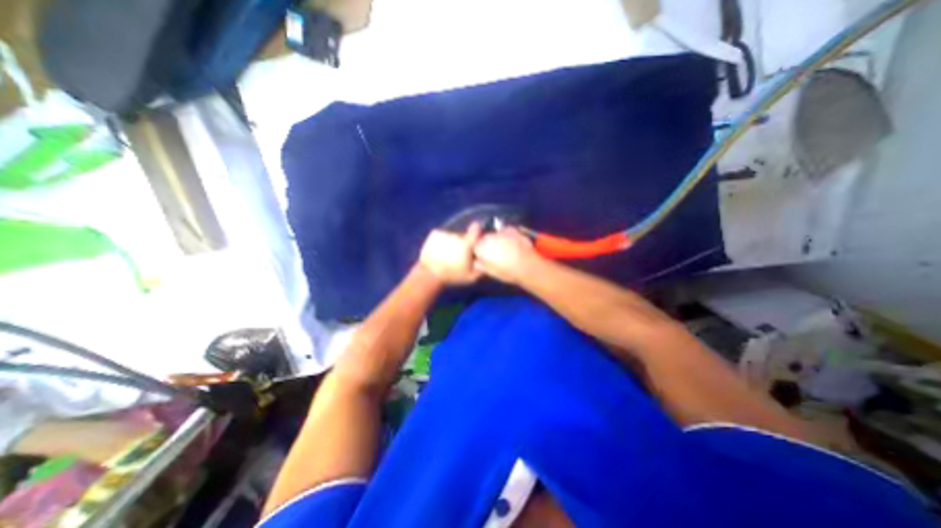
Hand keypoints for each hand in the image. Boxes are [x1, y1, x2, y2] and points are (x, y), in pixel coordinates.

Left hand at [417, 225, 480, 285]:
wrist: (429, 274)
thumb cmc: (452, 276)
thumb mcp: (471, 276)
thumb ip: (482, 267)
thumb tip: (487, 261)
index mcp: (466, 244)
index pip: (476, 228)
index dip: (477, 230)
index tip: (476, 234)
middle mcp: (455, 235)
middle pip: (463, 235)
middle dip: (462, 242)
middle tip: (459, 255)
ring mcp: (444, 233)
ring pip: (451, 236)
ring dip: (451, 243)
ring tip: (448, 255)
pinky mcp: (434, 233)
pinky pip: (442, 235)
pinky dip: (442, 241)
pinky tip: (440, 251)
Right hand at [474, 226, 540, 283]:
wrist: (528, 266)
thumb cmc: (508, 272)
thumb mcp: (491, 272)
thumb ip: (481, 265)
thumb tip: (478, 262)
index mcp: (481, 247)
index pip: (474, 246)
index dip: (479, 252)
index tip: (483, 258)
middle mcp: (489, 237)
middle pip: (484, 238)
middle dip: (488, 244)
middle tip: (495, 254)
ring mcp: (501, 231)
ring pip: (494, 234)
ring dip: (497, 239)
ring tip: (504, 249)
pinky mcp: (512, 229)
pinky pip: (505, 231)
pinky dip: (506, 236)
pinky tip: (512, 244)